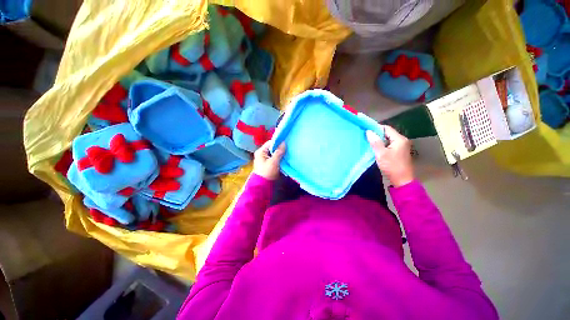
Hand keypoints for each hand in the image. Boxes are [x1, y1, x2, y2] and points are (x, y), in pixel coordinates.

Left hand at [253, 141, 285, 179]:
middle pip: (272, 147)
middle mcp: (262, 153)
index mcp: (260, 151)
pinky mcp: (268, 163)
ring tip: (287, 153)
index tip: (286, 143)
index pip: (270, 143)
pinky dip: (279, 157)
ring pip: (274, 153)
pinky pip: (274, 157)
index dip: (278, 142)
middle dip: (280, 148)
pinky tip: (284, 158)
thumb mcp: (274, 161)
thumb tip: (284, 142)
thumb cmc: (267, 172)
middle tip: (288, 148)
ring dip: (280, 153)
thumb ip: (279, 152)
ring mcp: (264, 159)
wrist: (263, 185)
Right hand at [366, 126, 413, 186]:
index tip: (366, 130)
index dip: (376, 128)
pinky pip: (389, 144)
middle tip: (366, 137)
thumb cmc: (392, 166)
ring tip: (369, 142)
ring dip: (379, 140)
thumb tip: (369, 131)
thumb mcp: (381, 154)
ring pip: (388, 139)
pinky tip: (376, 149)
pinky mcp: (399, 152)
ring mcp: (402, 146)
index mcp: (399, 139)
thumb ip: (375, 142)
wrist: (402, 180)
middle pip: (388, 133)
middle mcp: (402, 140)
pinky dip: (383, 145)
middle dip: (377, 134)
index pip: (387, 128)